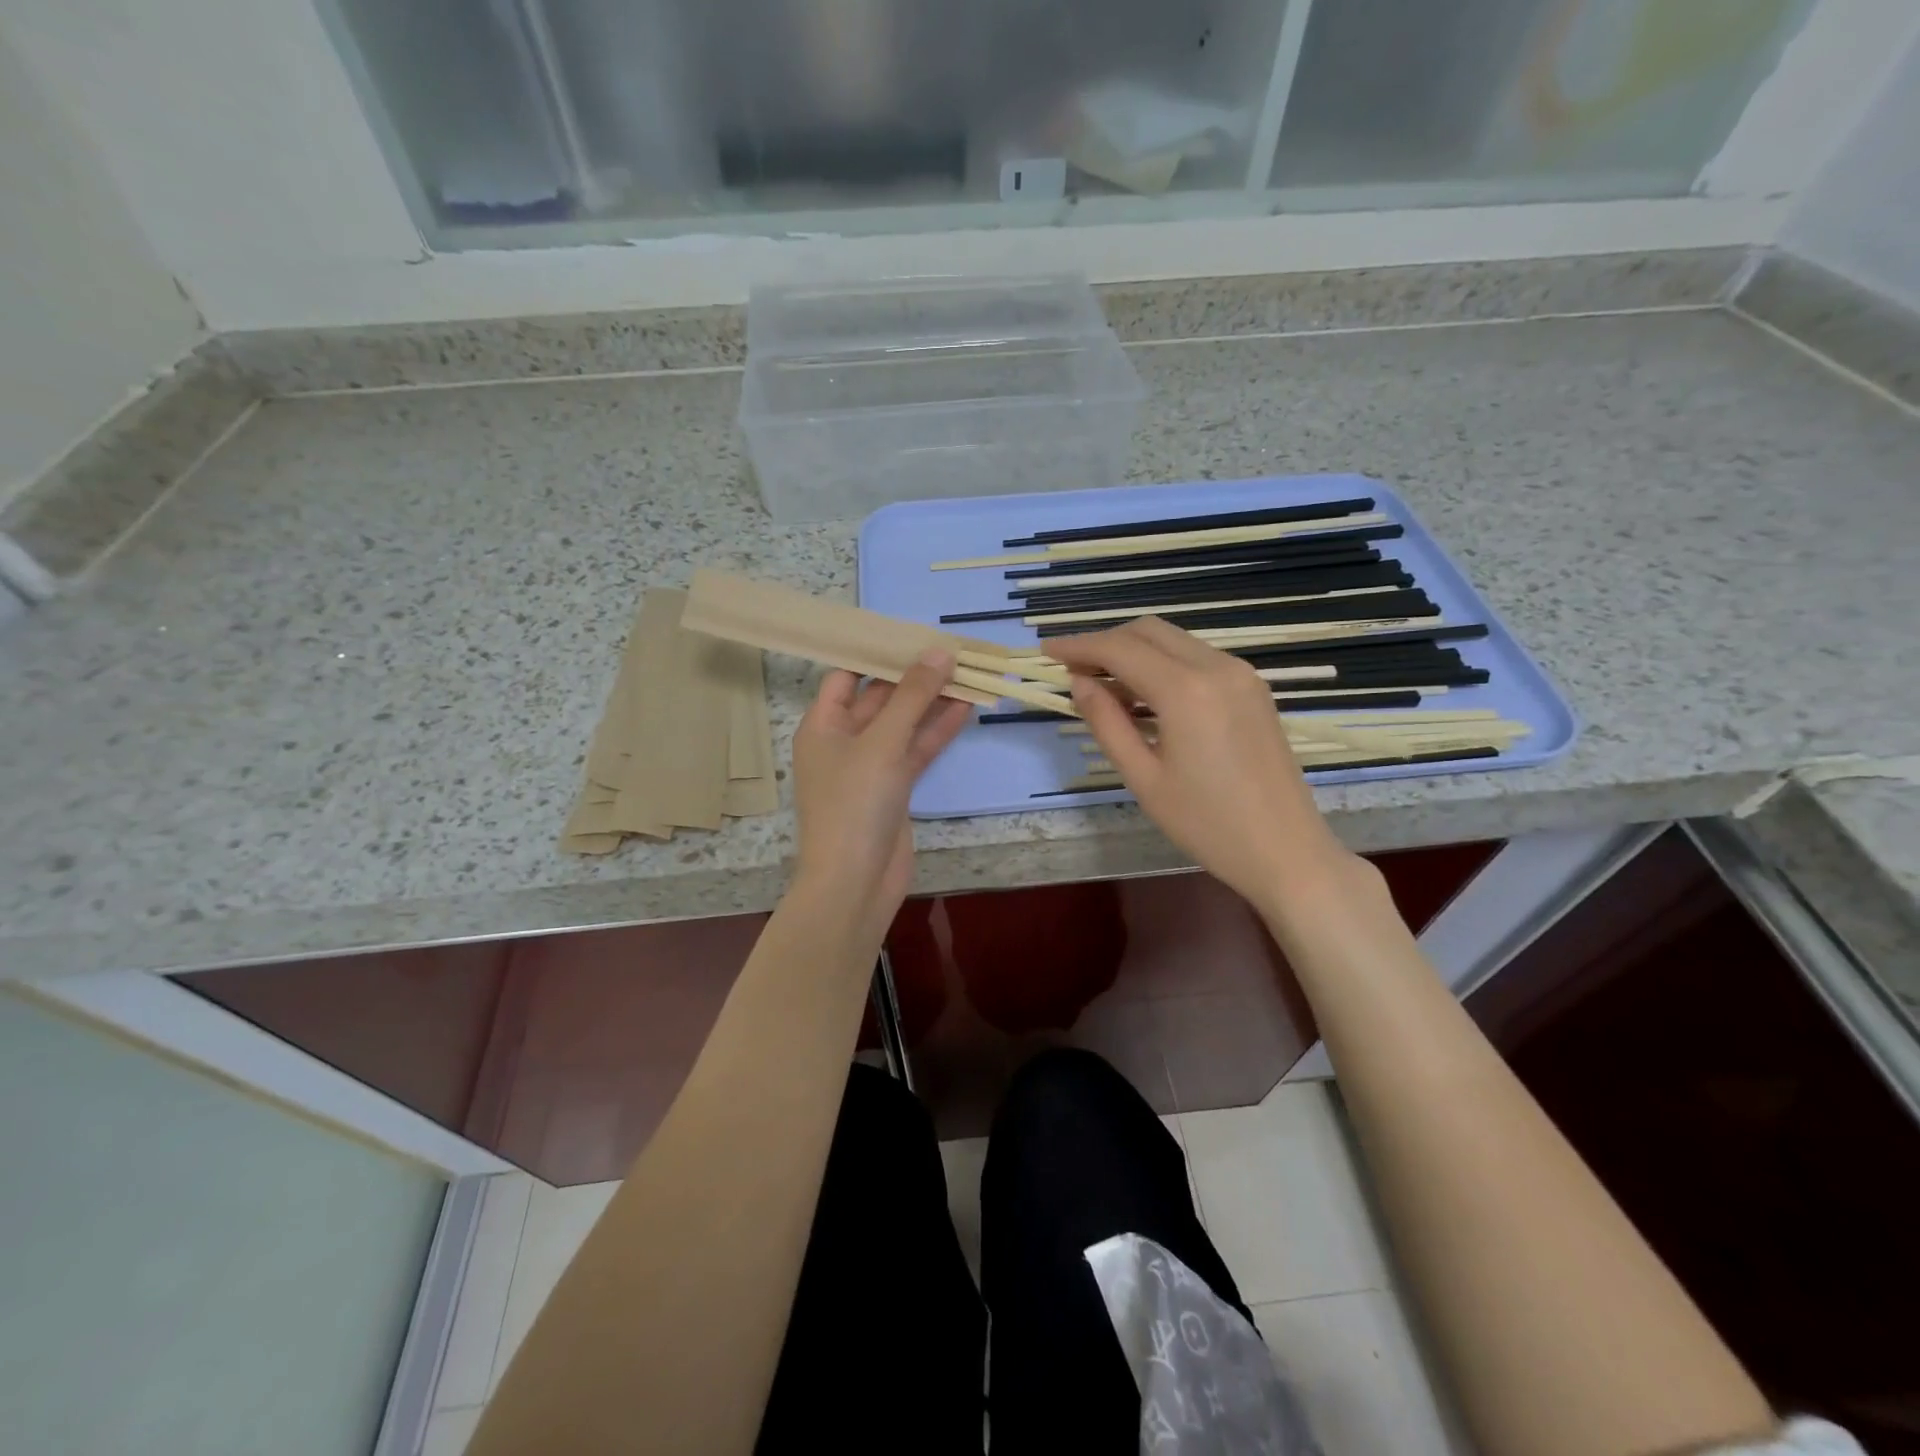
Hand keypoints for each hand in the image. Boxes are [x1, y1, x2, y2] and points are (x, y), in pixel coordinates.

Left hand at [790, 650, 971, 938]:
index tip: (912, 633)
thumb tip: (939, 651)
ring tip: (968, 672)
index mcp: (822, 725)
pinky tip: (967, 708)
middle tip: (951, 649)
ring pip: (904, 724)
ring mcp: (870, 766)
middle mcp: (844, 741)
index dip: (876, 654)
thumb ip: (912, 696)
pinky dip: (938, 731)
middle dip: (913, 676)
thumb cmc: (854, 804)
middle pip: (880, 697)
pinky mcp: (895, 787)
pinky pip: (916, 750)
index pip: (846, 676)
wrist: (855, 882)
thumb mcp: (882, 743)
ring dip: (932, 702)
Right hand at [1049, 617, 1352, 911]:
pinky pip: (1197, 657)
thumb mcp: (1144, 778)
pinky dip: (1163, 663)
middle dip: (1105, 642)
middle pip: (1148, 631)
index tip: (1047, 652)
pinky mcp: (1253, 687)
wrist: (1286, 850)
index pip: (1120, 649)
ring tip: (1103, 684)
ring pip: (1174, 640)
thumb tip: (1080, 683)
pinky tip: (1145, 695)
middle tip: (1073, 670)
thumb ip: (1107, 723)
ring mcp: (1241, 674)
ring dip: (1135, 651)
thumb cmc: (1207, 824)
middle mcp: (1217, 667)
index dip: (1079, 646)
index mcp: (1186, 691)